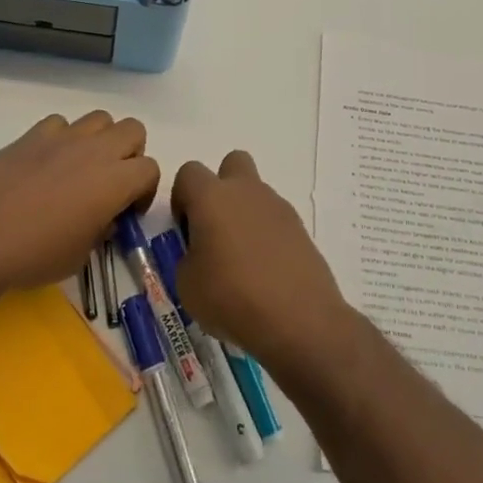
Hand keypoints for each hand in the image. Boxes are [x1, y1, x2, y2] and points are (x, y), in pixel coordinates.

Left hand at [0, 112, 159, 297]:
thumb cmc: (34, 256)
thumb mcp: (80, 256)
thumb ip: (101, 230)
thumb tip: (103, 218)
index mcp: (115, 181)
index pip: (151, 169)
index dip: (144, 191)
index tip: (126, 212)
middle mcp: (96, 150)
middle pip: (133, 130)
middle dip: (130, 154)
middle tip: (111, 182)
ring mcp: (63, 137)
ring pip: (99, 119)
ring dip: (99, 140)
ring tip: (81, 168)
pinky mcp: (32, 134)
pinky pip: (60, 124)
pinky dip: (62, 139)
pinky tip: (47, 163)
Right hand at [170, 151, 355, 381]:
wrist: (298, 319)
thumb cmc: (231, 297)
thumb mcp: (187, 285)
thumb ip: (188, 258)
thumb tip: (201, 254)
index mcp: (212, 197)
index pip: (189, 173)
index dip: (182, 198)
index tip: (186, 231)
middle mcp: (246, 191)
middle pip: (232, 164)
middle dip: (221, 187)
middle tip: (216, 228)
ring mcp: (277, 206)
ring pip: (256, 194)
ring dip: (245, 214)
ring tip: (243, 261)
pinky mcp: (300, 227)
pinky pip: (275, 220)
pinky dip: (267, 236)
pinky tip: (266, 271)